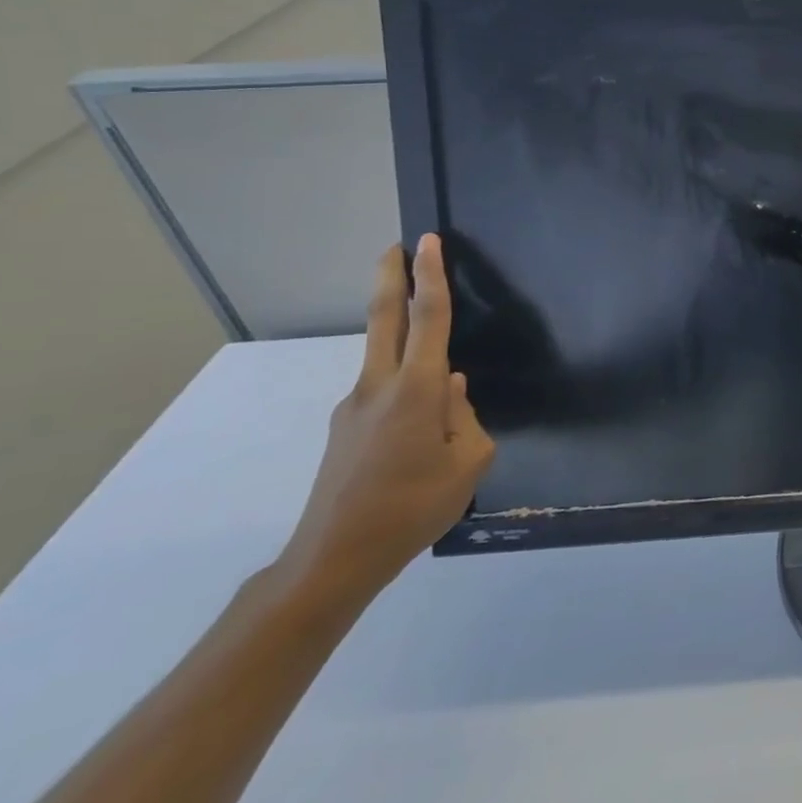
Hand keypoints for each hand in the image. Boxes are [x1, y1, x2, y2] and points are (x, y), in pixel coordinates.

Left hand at [277, 235, 494, 603]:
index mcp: (414, 391)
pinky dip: (404, 384)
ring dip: (401, 334)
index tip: (427, 242)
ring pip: (384, 358)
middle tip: (397, 246)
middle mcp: (377, 388)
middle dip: (391, 279)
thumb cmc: (413, 507)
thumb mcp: (468, 461)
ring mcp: (353, 408)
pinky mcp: (345, 430)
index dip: (431, 277)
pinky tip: (422, 425)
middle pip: (384, 320)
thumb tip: (450, 389)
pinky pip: (383, 392)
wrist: (333, 560)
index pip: (427, 320)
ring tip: (435, 363)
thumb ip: (464, 416)